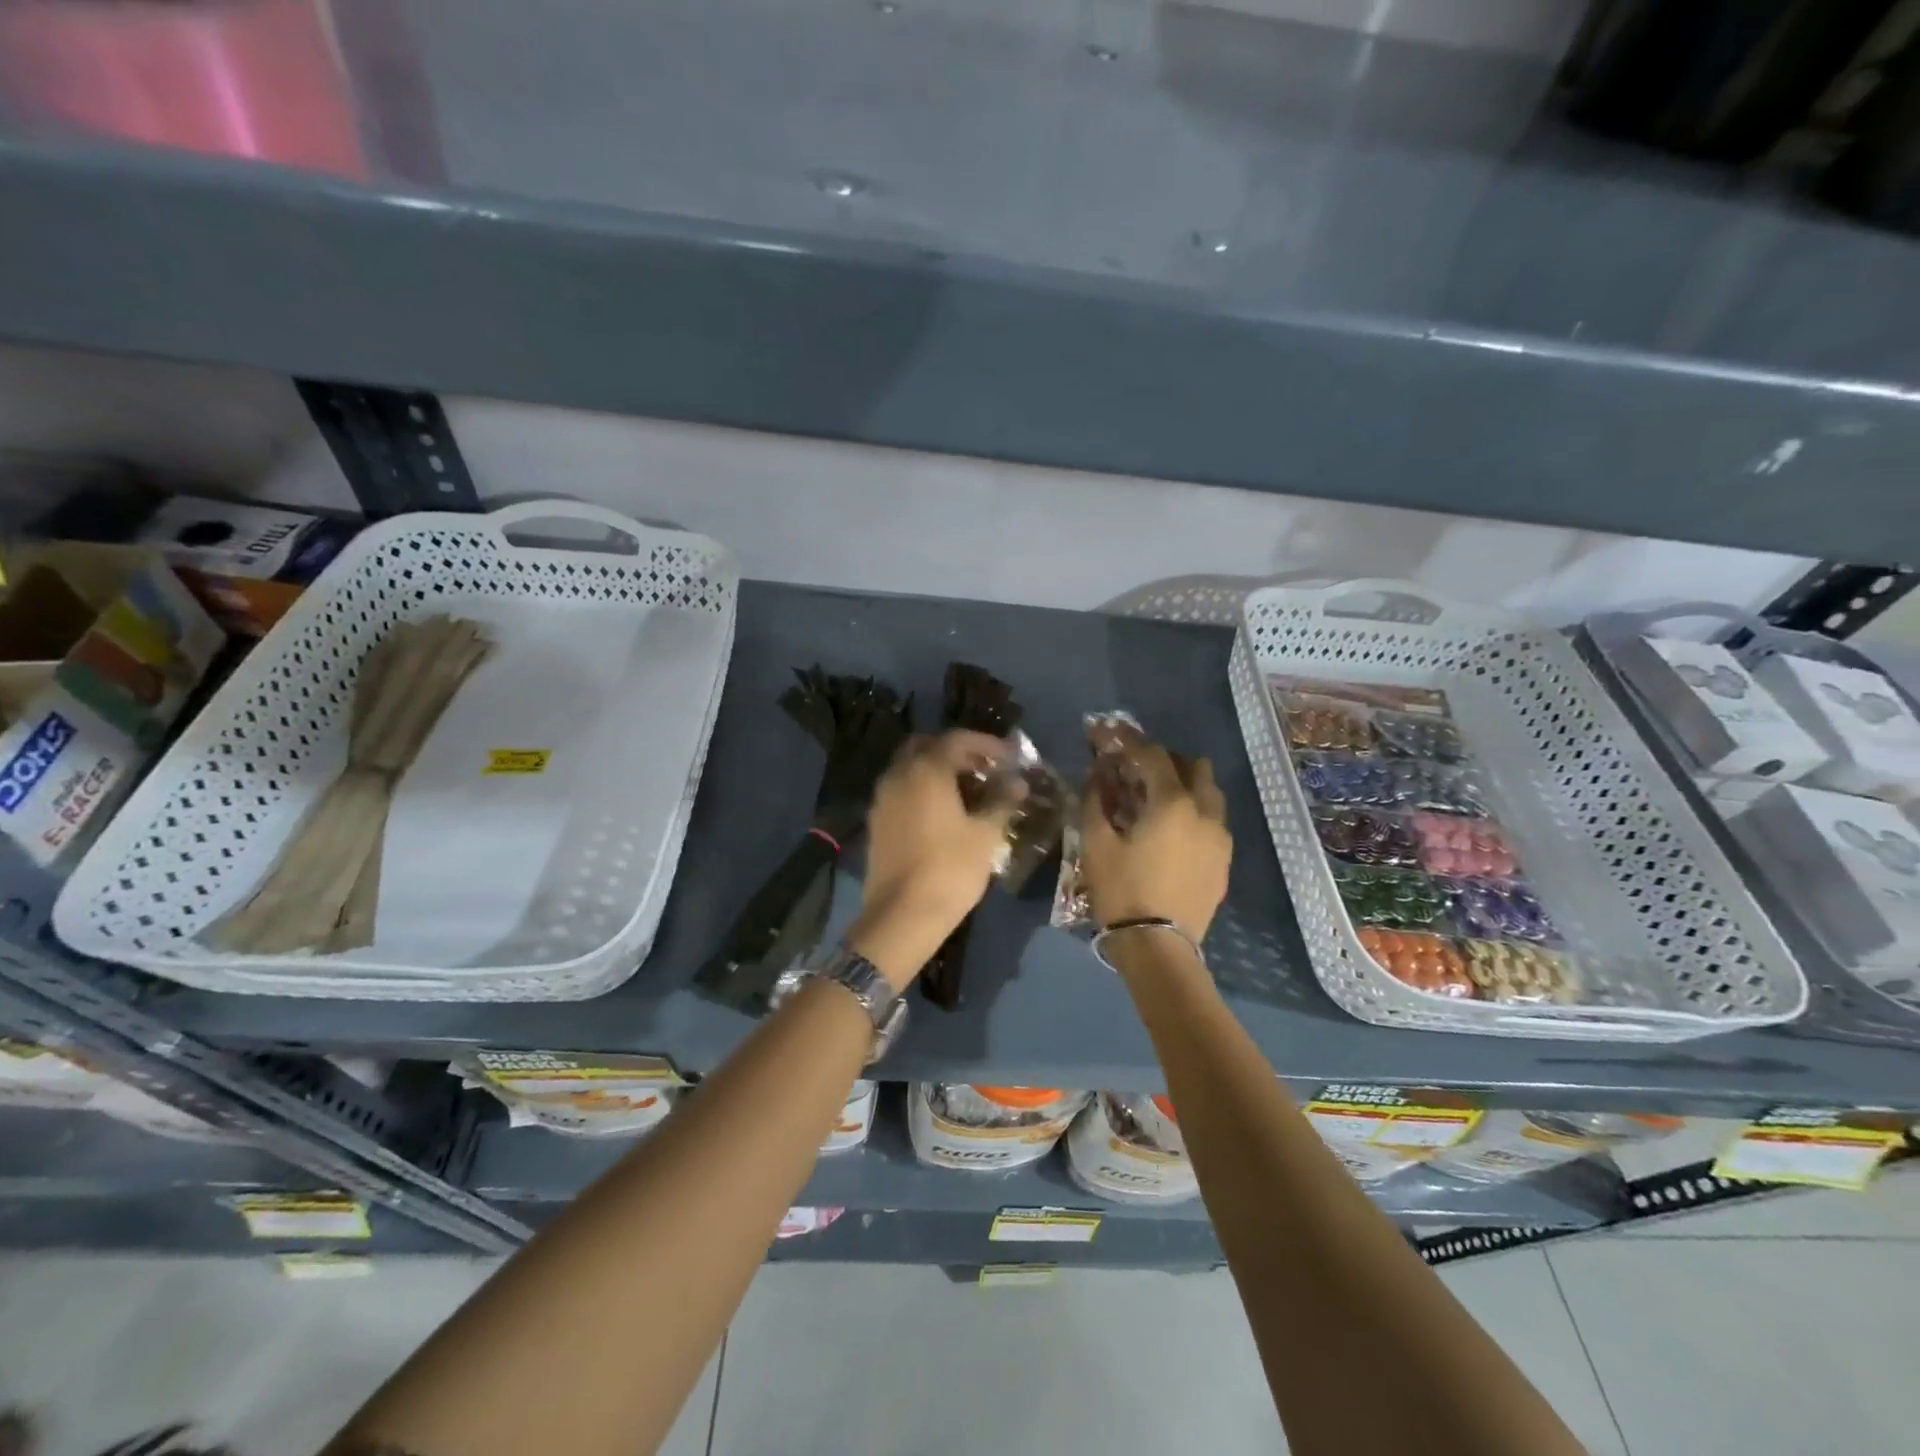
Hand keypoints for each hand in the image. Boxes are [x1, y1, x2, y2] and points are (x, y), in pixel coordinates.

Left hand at [849, 730, 1016, 989]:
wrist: (902, 915)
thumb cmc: (950, 869)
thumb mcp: (985, 835)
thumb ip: (1001, 801)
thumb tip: (1017, 782)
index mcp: (926, 770)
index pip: (957, 739)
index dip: (986, 743)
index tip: (1009, 756)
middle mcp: (899, 775)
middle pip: (927, 746)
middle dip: (956, 751)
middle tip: (984, 767)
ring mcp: (882, 798)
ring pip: (910, 768)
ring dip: (937, 770)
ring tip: (968, 790)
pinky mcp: (876, 822)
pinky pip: (901, 791)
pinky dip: (922, 789)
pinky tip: (944, 812)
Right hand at [1080, 733, 1231, 942]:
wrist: (1159, 946)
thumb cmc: (1122, 890)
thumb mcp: (1096, 843)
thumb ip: (1095, 801)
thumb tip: (1096, 775)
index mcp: (1173, 803)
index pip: (1153, 756)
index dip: (1130, 741)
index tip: (1112, 735)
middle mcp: (1205, 812)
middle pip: (1194, 766)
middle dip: (1166, 760)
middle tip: (1138, 769)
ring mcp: (1221, 838)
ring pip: (1210, 794)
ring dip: (1185, 785)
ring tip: (1157, 799)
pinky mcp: (1224, 862)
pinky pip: (1213, 821)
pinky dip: (1194, 812)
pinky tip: (1172, 830)